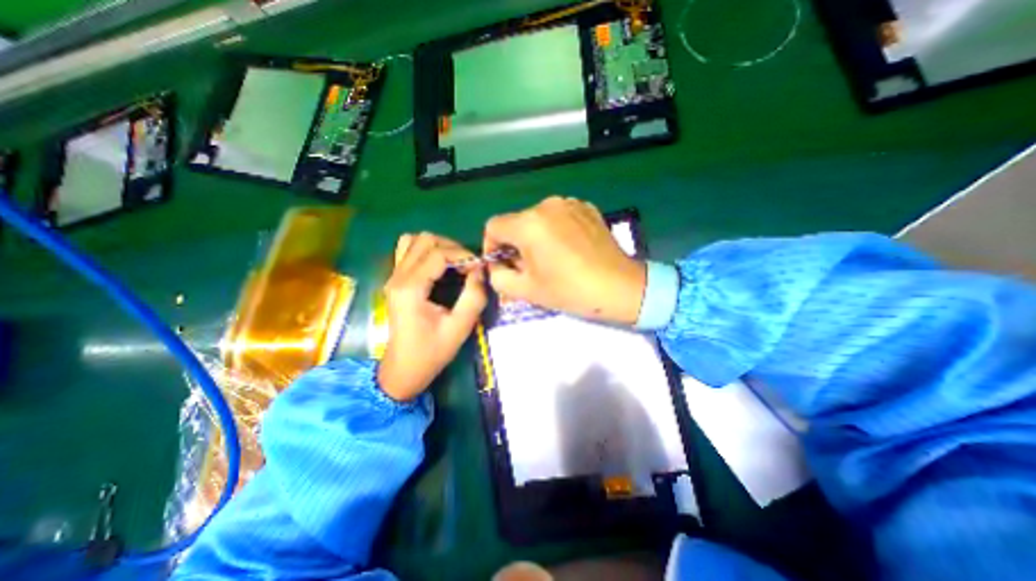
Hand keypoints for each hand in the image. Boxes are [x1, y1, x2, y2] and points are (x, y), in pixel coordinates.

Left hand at [380, 235, 487, 401]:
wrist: (403, 369)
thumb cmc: (432, 352)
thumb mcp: (459, 328)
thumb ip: (474, 297)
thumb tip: (481, 271)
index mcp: (411, 288)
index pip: (438, 253)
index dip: (463, 255)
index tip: (479, 268)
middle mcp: (398, 277)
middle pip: (424, 240)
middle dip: (452, 247)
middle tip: (468, 265)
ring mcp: (393, 277)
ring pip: (413, 241)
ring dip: (438, 246)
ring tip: (454, 262)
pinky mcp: (395, 281)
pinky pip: (408, 251)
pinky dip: (426, 251)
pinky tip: (439, 266)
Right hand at [483, 195, 644, 321]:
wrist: (619, 287)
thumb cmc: (570, 290)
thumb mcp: (526, 290)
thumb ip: (498, 277)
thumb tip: (496, 265)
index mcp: (529, 224)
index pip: (494, 226)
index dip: (492, 246)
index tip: (502, 264)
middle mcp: (546, 205)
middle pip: (517, 222)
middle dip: (516, 244)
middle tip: (528, 267)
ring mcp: (569, 203)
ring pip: (538, 219)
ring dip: (536, 237)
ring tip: (551, 259)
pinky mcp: (587, 207)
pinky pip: (560, 216)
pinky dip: (556, 230)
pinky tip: (569, 249)